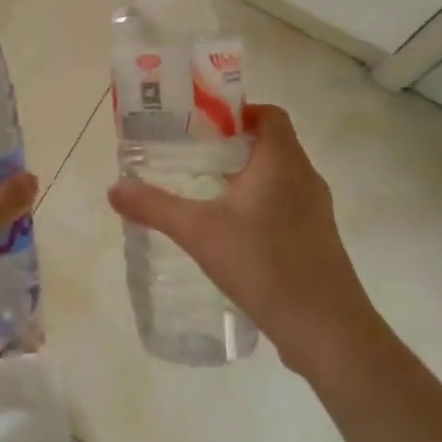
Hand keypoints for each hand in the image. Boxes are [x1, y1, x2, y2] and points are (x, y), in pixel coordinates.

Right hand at [107, 103, 379, 375]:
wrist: (327, 331)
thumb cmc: (264, 265)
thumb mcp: (199, 233)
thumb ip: (155, 207)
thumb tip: (114, 188)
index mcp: (282, 161)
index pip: (269, 114)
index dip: (238, 111)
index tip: (203, 124)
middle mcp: (305, 177)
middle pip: (272, 142)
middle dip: (234, 144)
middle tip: (193, 155)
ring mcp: (317, 210)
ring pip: (280, 176)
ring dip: (248, 176)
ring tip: (208, 190)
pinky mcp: (319, 239)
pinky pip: (287, 204)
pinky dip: (262, 204)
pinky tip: (233, 231)